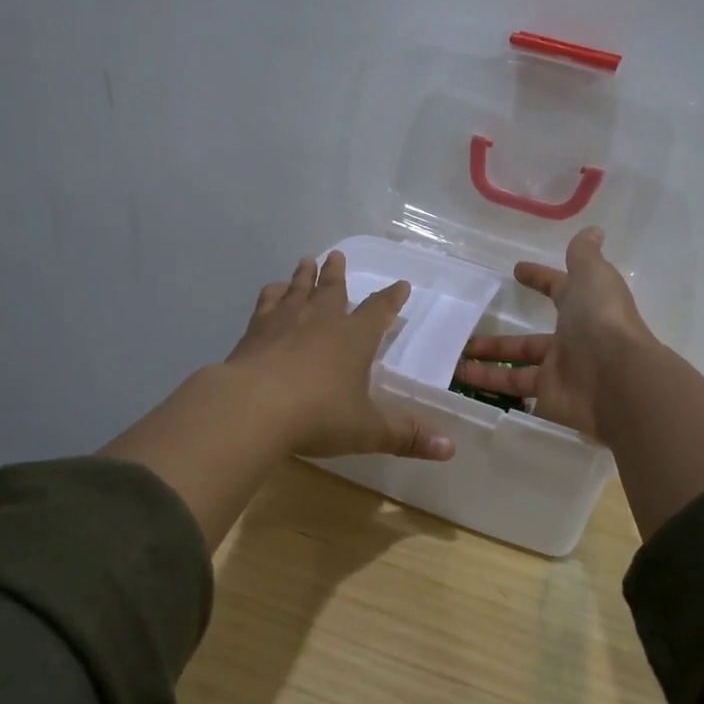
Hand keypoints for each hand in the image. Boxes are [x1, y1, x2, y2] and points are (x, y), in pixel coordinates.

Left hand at [225, 252, 454, 461]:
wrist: (253, 406)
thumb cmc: (318, 416)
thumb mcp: (367, 431)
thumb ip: (406, 436)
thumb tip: (450, 448)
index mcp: (355, 338)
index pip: (379, 311)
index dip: (392, 299)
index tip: (401, 285)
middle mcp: (322, 320)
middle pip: (333, 289)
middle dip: (338, 273)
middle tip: (338, 255)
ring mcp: (285, 321)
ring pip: (299, 289)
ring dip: (305, 274)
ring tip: (307, 260)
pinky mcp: (255, 330)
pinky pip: (267, 302)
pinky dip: (273, 293)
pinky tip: (273, 290)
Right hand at [453, 226, 654, 439]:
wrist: (618, 380)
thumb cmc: (602, 321)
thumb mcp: (592, 277)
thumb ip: (584, 256)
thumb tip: (593, 231)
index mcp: (583, 308)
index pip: (558, 289)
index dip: (539, 279)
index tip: (516, 271)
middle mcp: (572, 340)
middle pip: (529, 340)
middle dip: (499, 339)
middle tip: (466, 335)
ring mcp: (561, 371)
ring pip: (517, 366)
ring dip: (486, 364)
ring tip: (454, 361)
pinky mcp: (549, 398)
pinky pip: (516, 390)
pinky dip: (490, 386)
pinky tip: (463, 381)